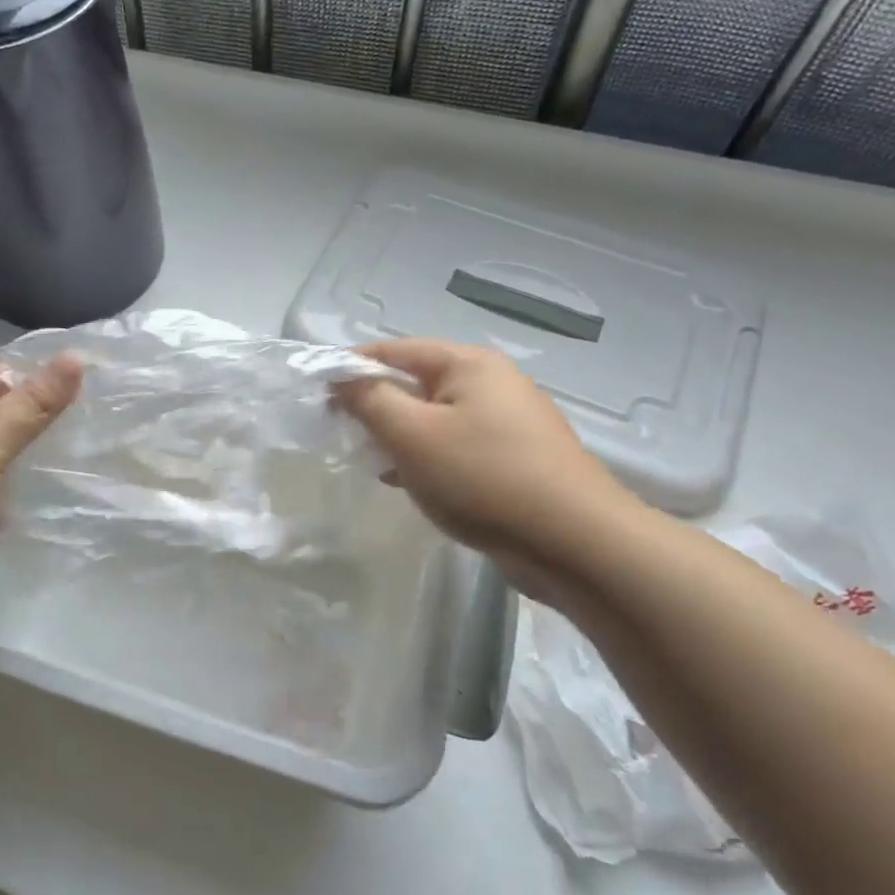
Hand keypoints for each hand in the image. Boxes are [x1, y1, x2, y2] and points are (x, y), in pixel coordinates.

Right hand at [335, 338, 641, 603]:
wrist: (576, 544)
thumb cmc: (482, 477)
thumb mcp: (411, 435)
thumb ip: (369, 400)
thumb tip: (343, 378)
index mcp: (469, 364)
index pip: (394, 350)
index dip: (352, 367)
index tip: (318, 393)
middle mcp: (493, 383)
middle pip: (416, 383)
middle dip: (376, 406)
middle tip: (341, 433)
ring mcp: (510, 422)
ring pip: (436, 419)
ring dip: (400, 436)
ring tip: (371, 462)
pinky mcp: (517, 459)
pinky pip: (458, 446)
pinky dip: (428, 458)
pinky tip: (410, 484)